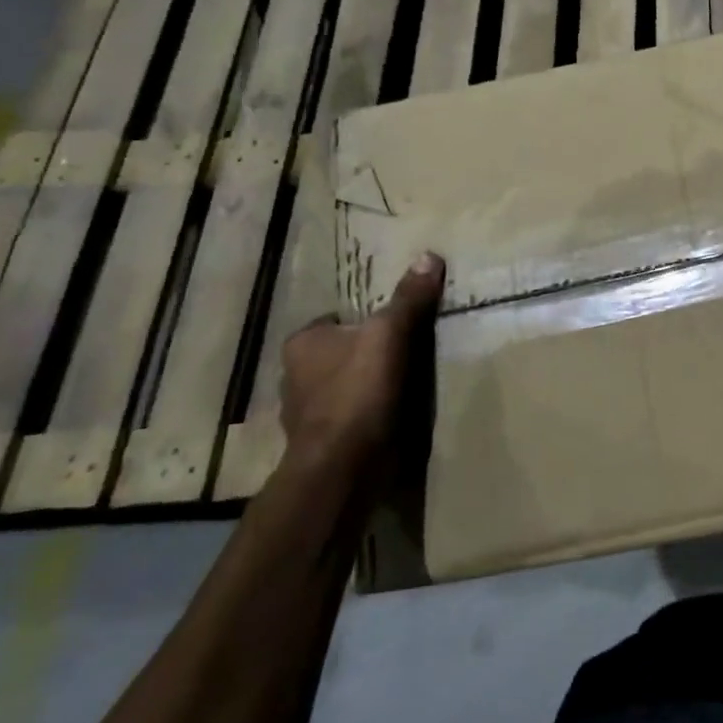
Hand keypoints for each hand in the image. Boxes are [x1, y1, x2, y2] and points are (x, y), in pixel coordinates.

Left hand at [279, 254, 444, 483]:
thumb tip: (428, 255)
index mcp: (302, 342)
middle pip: (339, 352)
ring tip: (406, 383)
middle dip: (366, 353)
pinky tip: (394, 414)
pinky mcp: (323, 442)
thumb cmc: (357, 392)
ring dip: (367, 386)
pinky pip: (350, 417)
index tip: (394, 325)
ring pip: (343, 386)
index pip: (335, 319)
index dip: (365, 319)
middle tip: (405, 351)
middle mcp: (293, 375)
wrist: (342, 466)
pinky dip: (368, 414)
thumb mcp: (390, 335)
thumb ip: (409, 299)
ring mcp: (306, 412)